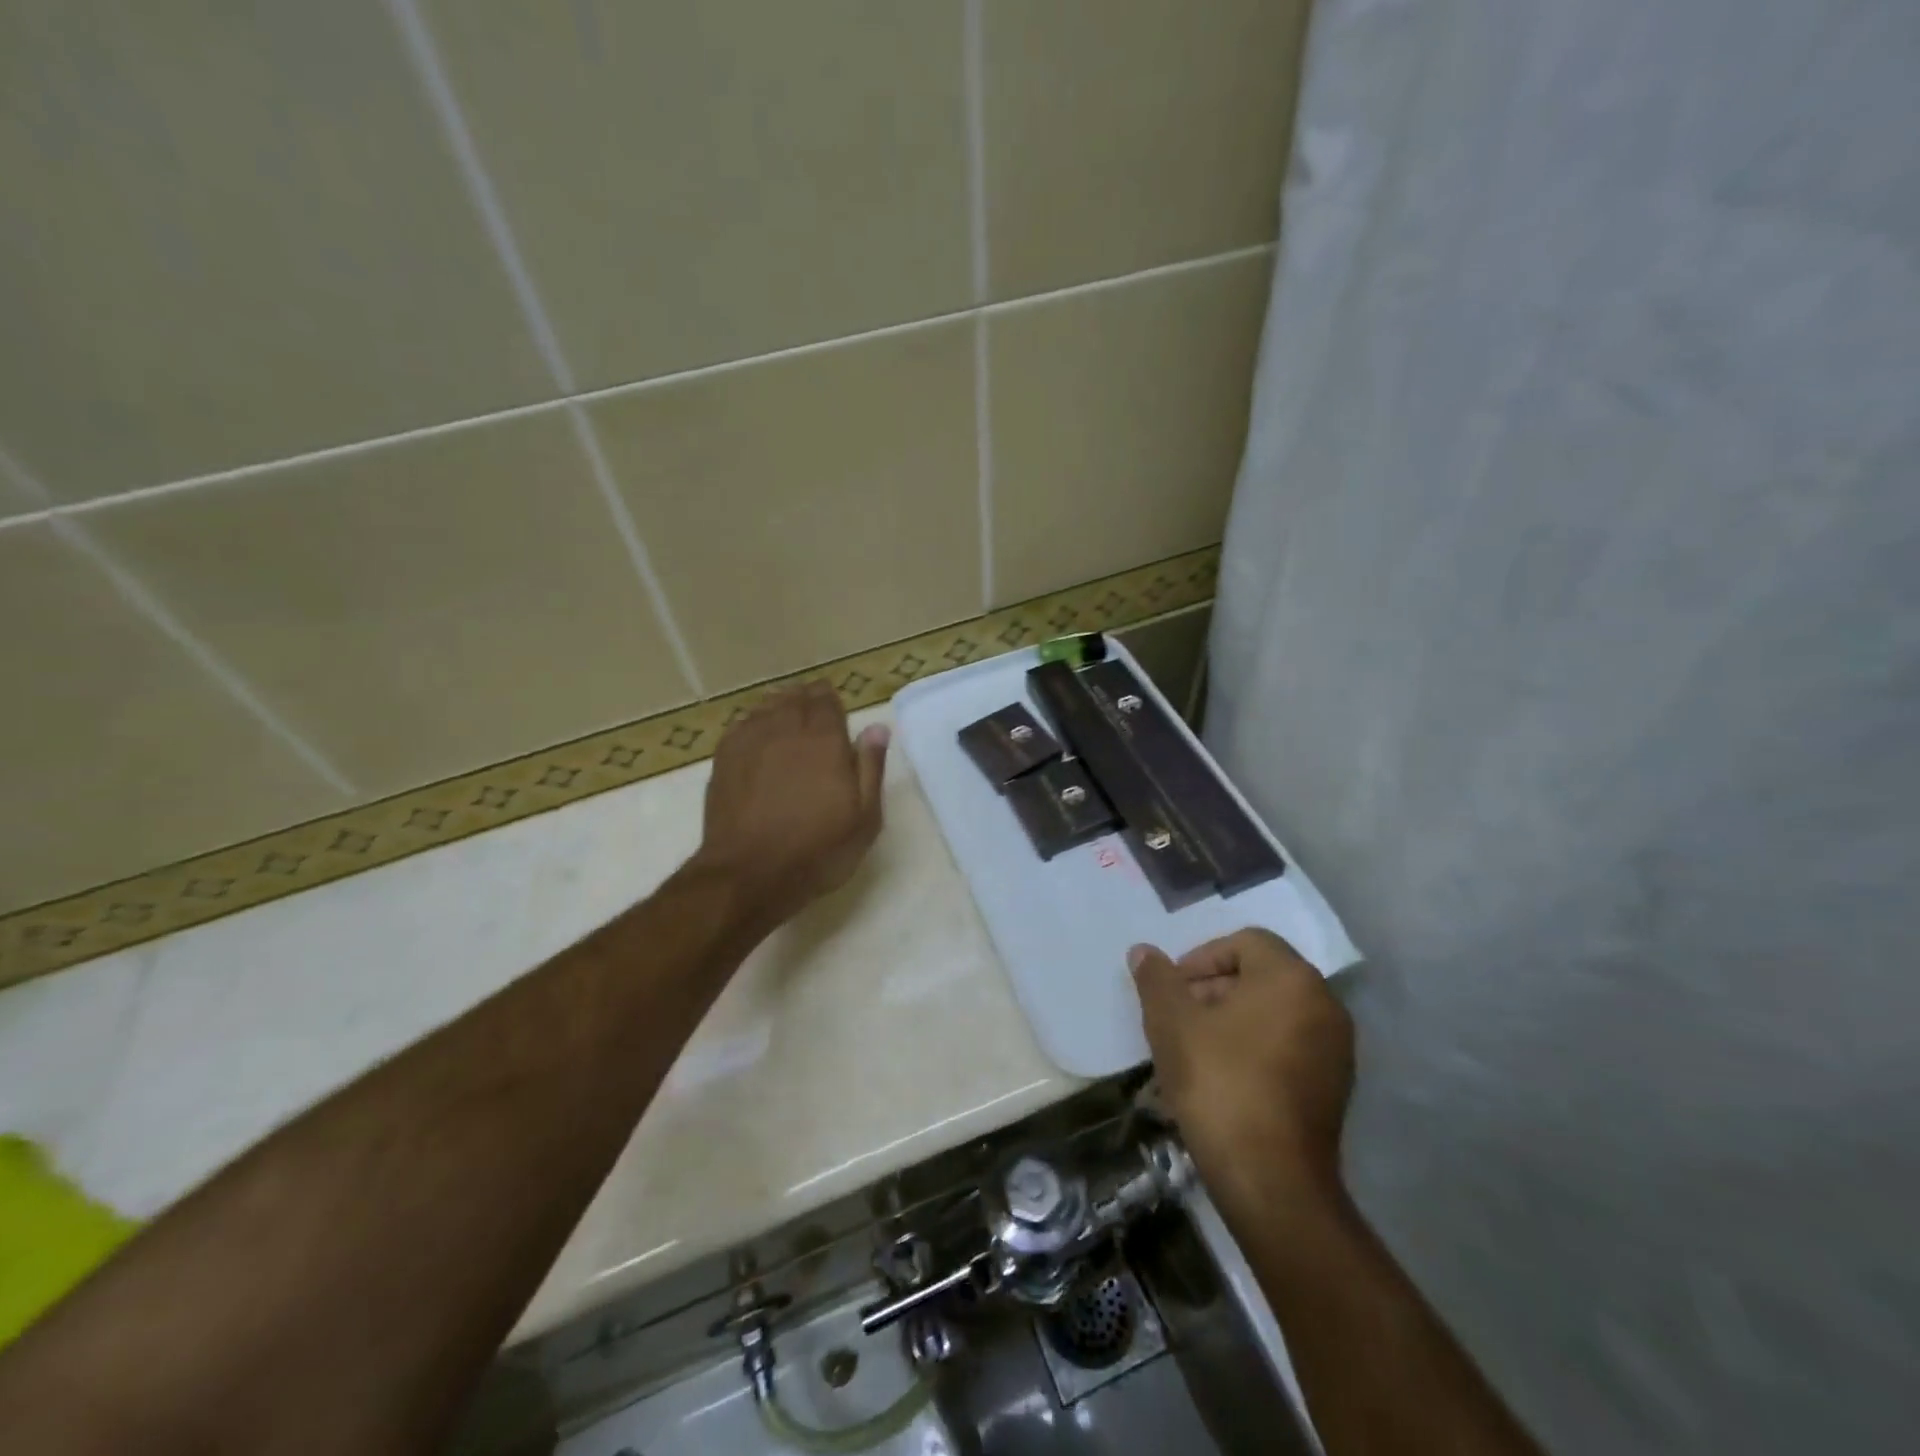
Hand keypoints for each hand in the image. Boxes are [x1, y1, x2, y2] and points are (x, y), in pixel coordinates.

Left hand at [697, 681, 889, 933]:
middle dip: (807, 699)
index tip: (835, 706)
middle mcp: (786, 730)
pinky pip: (742, 725)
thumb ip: (871, 767)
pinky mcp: (724, 759)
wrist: (749, 874)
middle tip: (814, 707)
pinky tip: (759, 735)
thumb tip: (877, 728)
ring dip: (780, 706)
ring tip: (788, 715)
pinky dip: (754, 722)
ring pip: (767, 707)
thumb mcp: (864, 817)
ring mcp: (750, 742)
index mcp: (824, 739)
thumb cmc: (817, 850)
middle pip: (796, 699)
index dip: (831, 700)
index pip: (826, 700)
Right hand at [1130, 929, 1352, 1205]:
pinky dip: (1254, 1048)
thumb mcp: (1172, 1023)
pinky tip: (1221, 1078)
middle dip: (1213, 989)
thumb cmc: (1219, 1084)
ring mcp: (1336, 1049)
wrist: (1272, 1182)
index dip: (1201, 957)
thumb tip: (1144, 952)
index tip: (1174, 990)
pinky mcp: (1334, 1087)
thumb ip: (1157, 979)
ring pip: (1273, 1013)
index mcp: (1291, 978)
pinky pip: (1288, 1046)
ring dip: (1230, 1019)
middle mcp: (1324, 1004)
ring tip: (1193, 1049)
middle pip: (1260, 975)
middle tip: (1178, 1018)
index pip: (1245, 942)